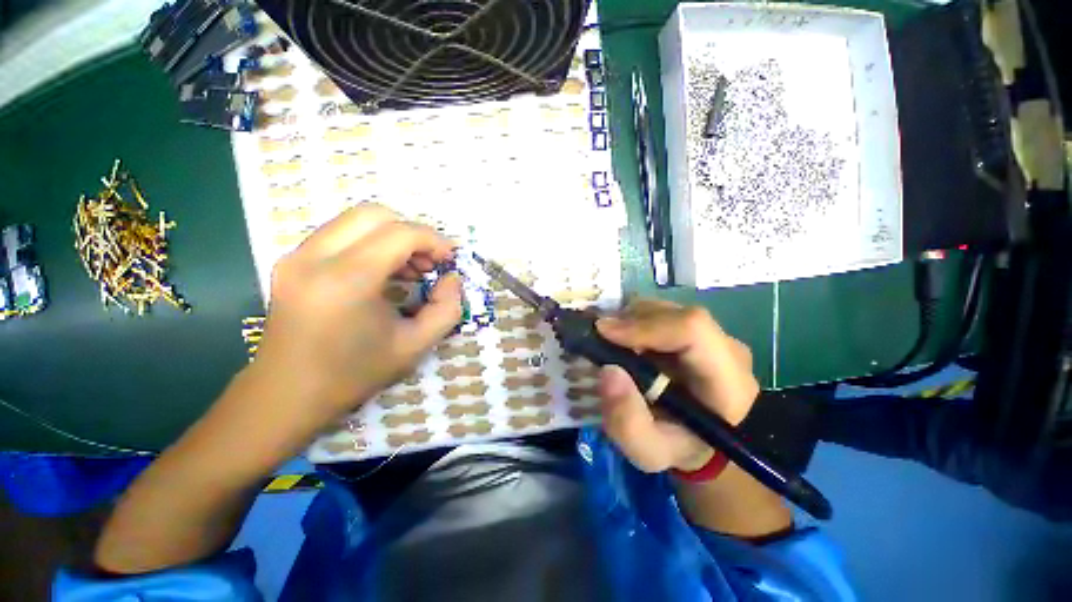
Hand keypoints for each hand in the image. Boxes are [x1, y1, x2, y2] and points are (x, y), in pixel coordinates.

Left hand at [252, 204, 462, 425]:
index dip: (433, 240)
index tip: (449, 260)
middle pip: (374, 214)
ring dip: (391, 236)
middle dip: (412, 232)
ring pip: (355, 220)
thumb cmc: (354, 374)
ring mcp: (296, 256)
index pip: (400, 234)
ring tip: (409, 269)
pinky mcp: (290, 261)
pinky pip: (340, 233)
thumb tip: (451, 278)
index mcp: (346, 281)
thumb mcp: (416, 346)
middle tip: (428, 263)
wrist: (286, 395)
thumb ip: (447, 308)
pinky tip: (382, 272)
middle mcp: (314, 258)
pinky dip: (370, 243)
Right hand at [595, 299, 759, 472]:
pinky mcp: (700, 332)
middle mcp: (727, 349)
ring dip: (631, 320)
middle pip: (675, 314)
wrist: (705, 443)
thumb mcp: (648, 452)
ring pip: (667, 309)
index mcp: (727, 381)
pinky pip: (664, 313)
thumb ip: (627, 422)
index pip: (692, 330)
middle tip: (600, 338)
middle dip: (630, 321)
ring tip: (612, 342)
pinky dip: (636, 321)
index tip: (603, 332)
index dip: (644, 325)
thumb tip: (609, 370)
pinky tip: (626, 341)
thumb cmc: (679, 448)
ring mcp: (715, 336)